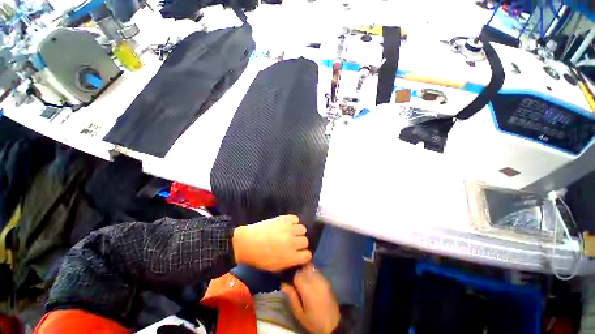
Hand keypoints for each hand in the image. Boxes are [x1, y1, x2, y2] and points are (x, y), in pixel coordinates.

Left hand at [232, 215, 311, 271]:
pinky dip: (293, 222)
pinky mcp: (284, 219)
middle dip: (300, 243)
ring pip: (303, 229)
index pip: (307, 255)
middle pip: (306, 241)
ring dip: (297, 232)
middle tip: (293, 243)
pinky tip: (287, 225)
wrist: (247, 242)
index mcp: (291, 257)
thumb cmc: (259, 258)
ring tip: (290, 233)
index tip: (299, 253)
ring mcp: (289, 229)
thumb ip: (289, 264)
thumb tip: (297, 259)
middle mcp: (293, 242)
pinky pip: (296, 218)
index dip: (303, 255)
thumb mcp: (275, 268)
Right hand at [281, 264, 340, 333]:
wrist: (334, 324)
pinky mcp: (327, 280)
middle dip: (298, 271)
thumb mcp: (299, 314)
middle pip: (304, 267)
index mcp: (308, 289)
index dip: (292, 277)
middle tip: (295, 280)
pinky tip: (309, 281)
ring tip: (302, 280)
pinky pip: (316, 271)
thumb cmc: (314, 321)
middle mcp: (316, 280)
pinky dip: (311, 272)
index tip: (290, 282)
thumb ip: (292, 297)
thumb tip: (283, 284)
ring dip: (305, 270)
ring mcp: (323, 278)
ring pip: (311, 267)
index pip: (297, 274)